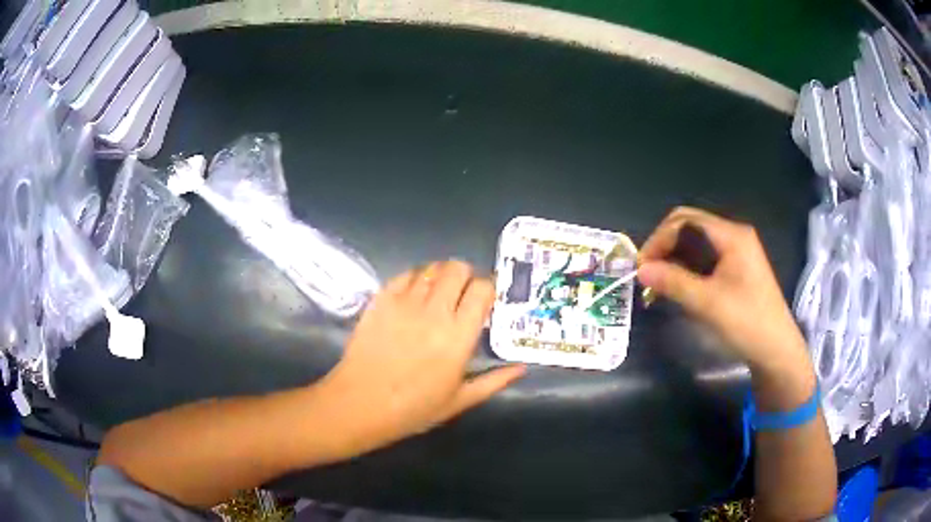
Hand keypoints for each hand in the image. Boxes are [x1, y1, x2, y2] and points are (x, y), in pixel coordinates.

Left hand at [319, 260, 525, 454]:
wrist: (359, 404)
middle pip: (457, 268)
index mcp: (458, 336)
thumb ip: (494, 381)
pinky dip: (415, 278)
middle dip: (466, 276)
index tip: (487, 300)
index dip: (489, 288)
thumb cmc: (413, 408)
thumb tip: (522, 367)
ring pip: (431, 268)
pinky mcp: (380, 300)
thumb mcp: (459, 400)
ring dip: (441, 275)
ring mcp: (404, 302)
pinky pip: (404, 275)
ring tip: (439, 293)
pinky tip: (414, 295)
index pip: (483, 289)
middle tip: (463, 294)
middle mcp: (434, 311)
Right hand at [637, 207, 809, 377]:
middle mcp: (734, 236)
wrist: (775, 350)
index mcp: (731, 235)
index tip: (642, 267)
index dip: (659, 239)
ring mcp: (737, 252)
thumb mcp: (708, 303)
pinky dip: (687, 269)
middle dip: (665, 246)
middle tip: (648, 273)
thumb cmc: (746, 322)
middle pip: (689, 227)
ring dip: (674, 259)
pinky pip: (705, 259)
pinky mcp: (736, 269)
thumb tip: (640, 269)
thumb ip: (674, 282)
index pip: (685, 221)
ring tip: (658, 283)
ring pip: (696, 244)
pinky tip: (677, 287)